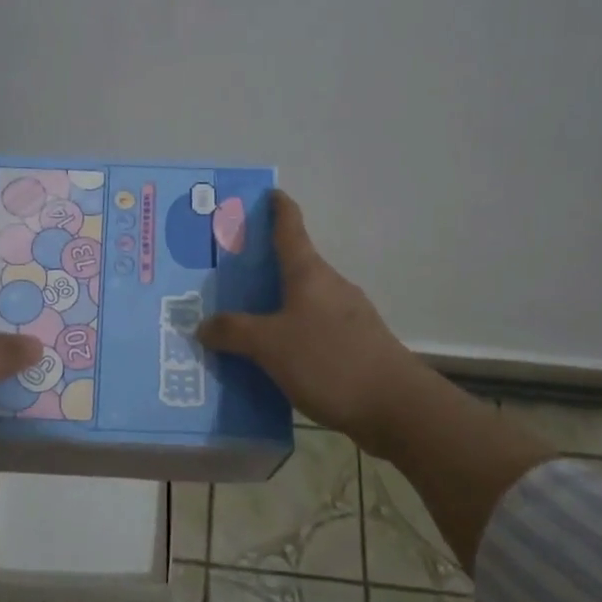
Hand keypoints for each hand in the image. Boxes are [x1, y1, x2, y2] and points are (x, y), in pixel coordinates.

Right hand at [198, 192, 429, 456]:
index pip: (291, 228)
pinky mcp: (355, 346)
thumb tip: (204, 325)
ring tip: (239, 321)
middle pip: (293, 266)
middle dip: (262, 266)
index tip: (268, 194)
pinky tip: (270, 359)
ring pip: (301, 302)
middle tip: (225, 274)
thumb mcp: (270, 345)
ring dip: (274, 306)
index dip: (278, 208)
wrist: (396, 407)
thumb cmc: (330, 361)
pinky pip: (311, 331)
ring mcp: (347, 317)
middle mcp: (330, 287)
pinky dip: (289, 335)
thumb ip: (234, 332)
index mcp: (309, 274)